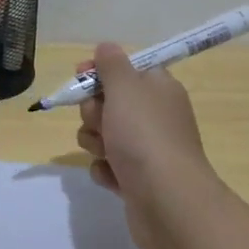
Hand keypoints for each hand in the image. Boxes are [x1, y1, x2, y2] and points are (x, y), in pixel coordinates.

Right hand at [76, 42, 223, 248]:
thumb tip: (106, 47)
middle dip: (93, 112)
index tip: (81, 76)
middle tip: (101, 122)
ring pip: (103, 135)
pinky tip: (113, 177)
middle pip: (108, 103)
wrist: (167, 201)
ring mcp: (147, 150)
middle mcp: (155, 116)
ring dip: (95, 142)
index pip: (126, 69)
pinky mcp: (137, 180)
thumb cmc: (145, 136)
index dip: (100, 72)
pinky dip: (105, 170)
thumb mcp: (125, 88)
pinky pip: (108, 166)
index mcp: (158, 89)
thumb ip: (112, 64)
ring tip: (107, 154)